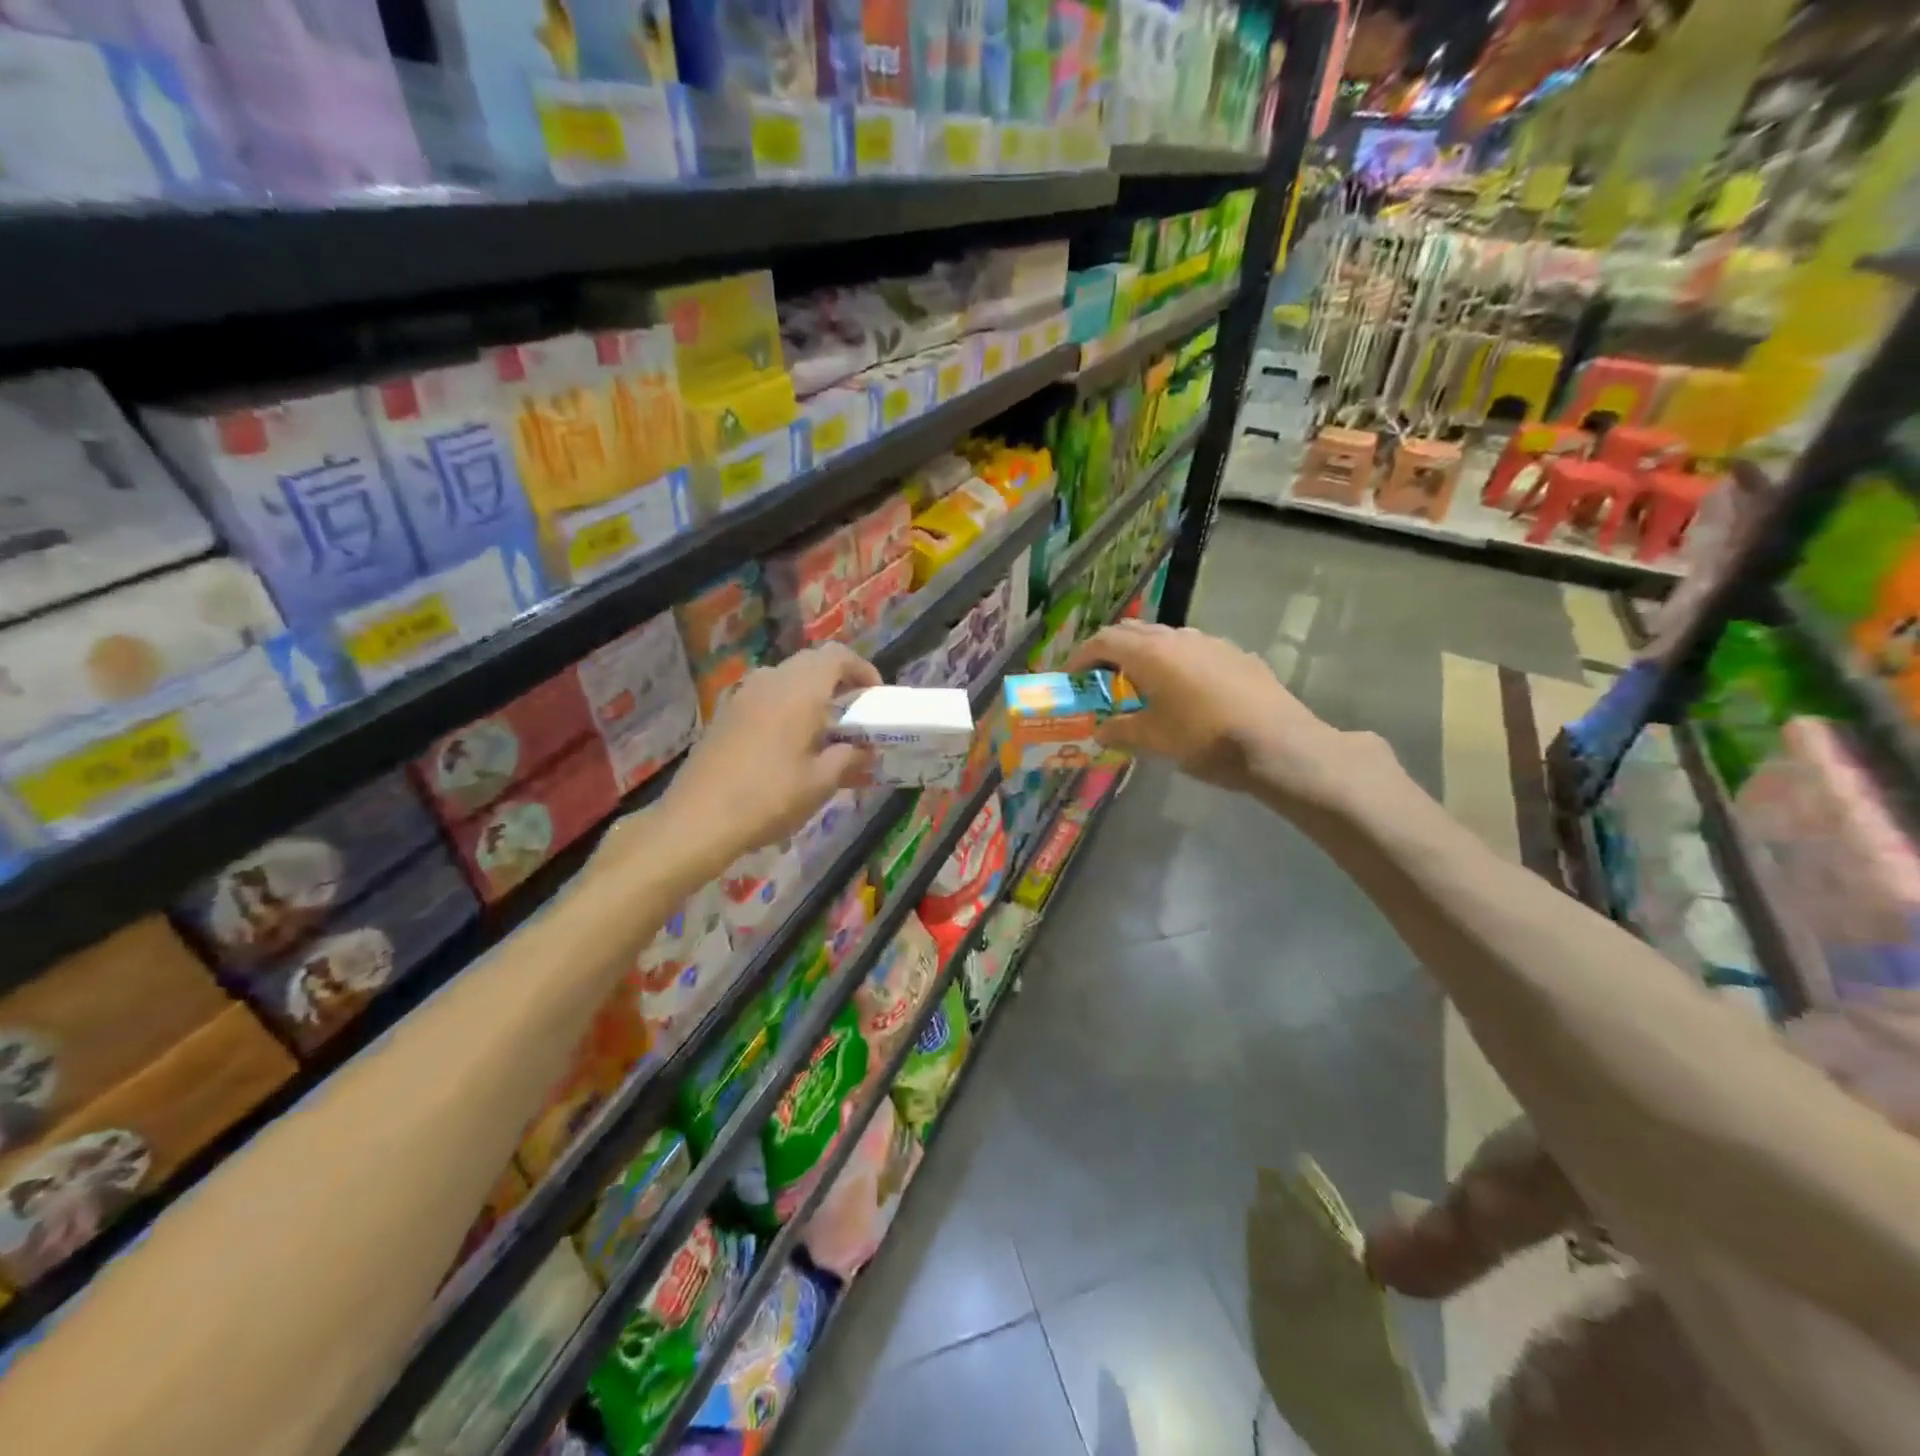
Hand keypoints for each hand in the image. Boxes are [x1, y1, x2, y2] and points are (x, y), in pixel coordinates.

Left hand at [610, 645, 879, 884]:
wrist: (698, 818)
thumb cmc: (769, 797)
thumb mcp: (820, 783)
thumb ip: (849, 758)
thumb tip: (865, 750)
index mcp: (800, 690)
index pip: (837, 656)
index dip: (862, 669)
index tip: (874, 696)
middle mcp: (771, 681)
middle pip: (811, 663)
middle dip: (837, 680)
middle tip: (853, 712)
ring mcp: (743, 694)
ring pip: (786, 677)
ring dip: (809, 693)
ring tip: (823, 728)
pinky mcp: (725, 713)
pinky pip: (765, 695)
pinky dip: (785, 705)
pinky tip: (788, 742)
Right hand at [1065, 620, 1379, 810]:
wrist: (1280, 744)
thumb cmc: (1206, 740)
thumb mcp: (1155, 740)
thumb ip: (1122, 731)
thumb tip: (1100, 732)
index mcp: (1152, 654)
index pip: (1104, 640)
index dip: (1082, 656)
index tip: (1072, 676)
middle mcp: (1179, 638)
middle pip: (1134, 632)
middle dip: (1112, 651)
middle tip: (1103, 679)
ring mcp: (1212, 643)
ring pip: (1167, 639)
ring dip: (1146, 655)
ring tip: (1143, 685)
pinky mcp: (1237, 655)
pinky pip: (1195, 651)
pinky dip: (1177, 663)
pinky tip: (1187, 692)